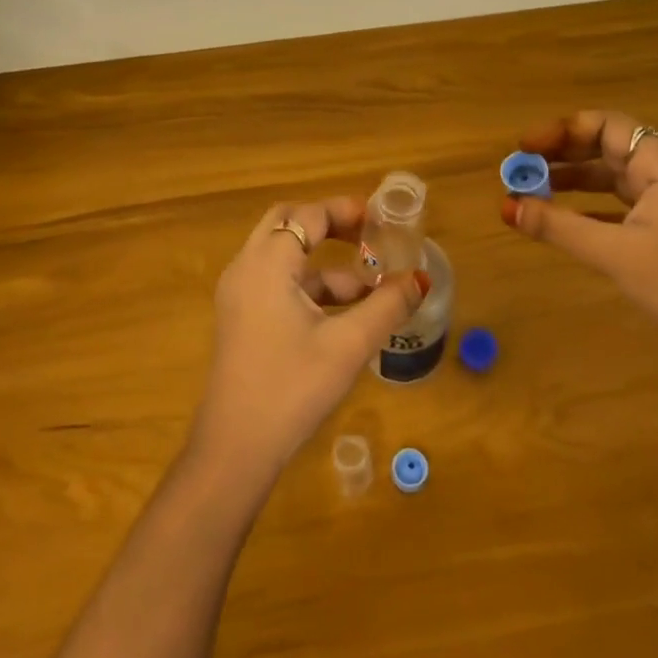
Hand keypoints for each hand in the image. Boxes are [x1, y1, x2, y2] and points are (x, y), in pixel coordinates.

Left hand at [191, 197, 428, 484]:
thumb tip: (421, 279)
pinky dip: (309, 286)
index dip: (345, 211)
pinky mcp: (240, 318)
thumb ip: (387, 306)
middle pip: (287, 223)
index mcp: (267, 263)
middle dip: (329, 225)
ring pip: (283, 257)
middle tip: (368, 236)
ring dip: (324, 263)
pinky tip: (344, 315)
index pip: (308, 215)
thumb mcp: (348, 345)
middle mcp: (246, 268)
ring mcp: (239, 294)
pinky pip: (276, 283)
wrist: (235, 447)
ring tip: (371, 287)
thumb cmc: (292, 386)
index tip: (380, 218)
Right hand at [502, 111, 657, 378]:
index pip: (607, 126)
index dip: (562, 131)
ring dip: (571, 180)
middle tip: (519, 167)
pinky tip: (558, 219)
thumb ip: (559, 226)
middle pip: (607, 147)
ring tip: (530, 189)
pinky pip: (618, 205)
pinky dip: (587, 207)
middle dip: (562, 154)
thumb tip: (508, 207)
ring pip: (611, 177)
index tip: (524, 147)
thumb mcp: (616, 254)